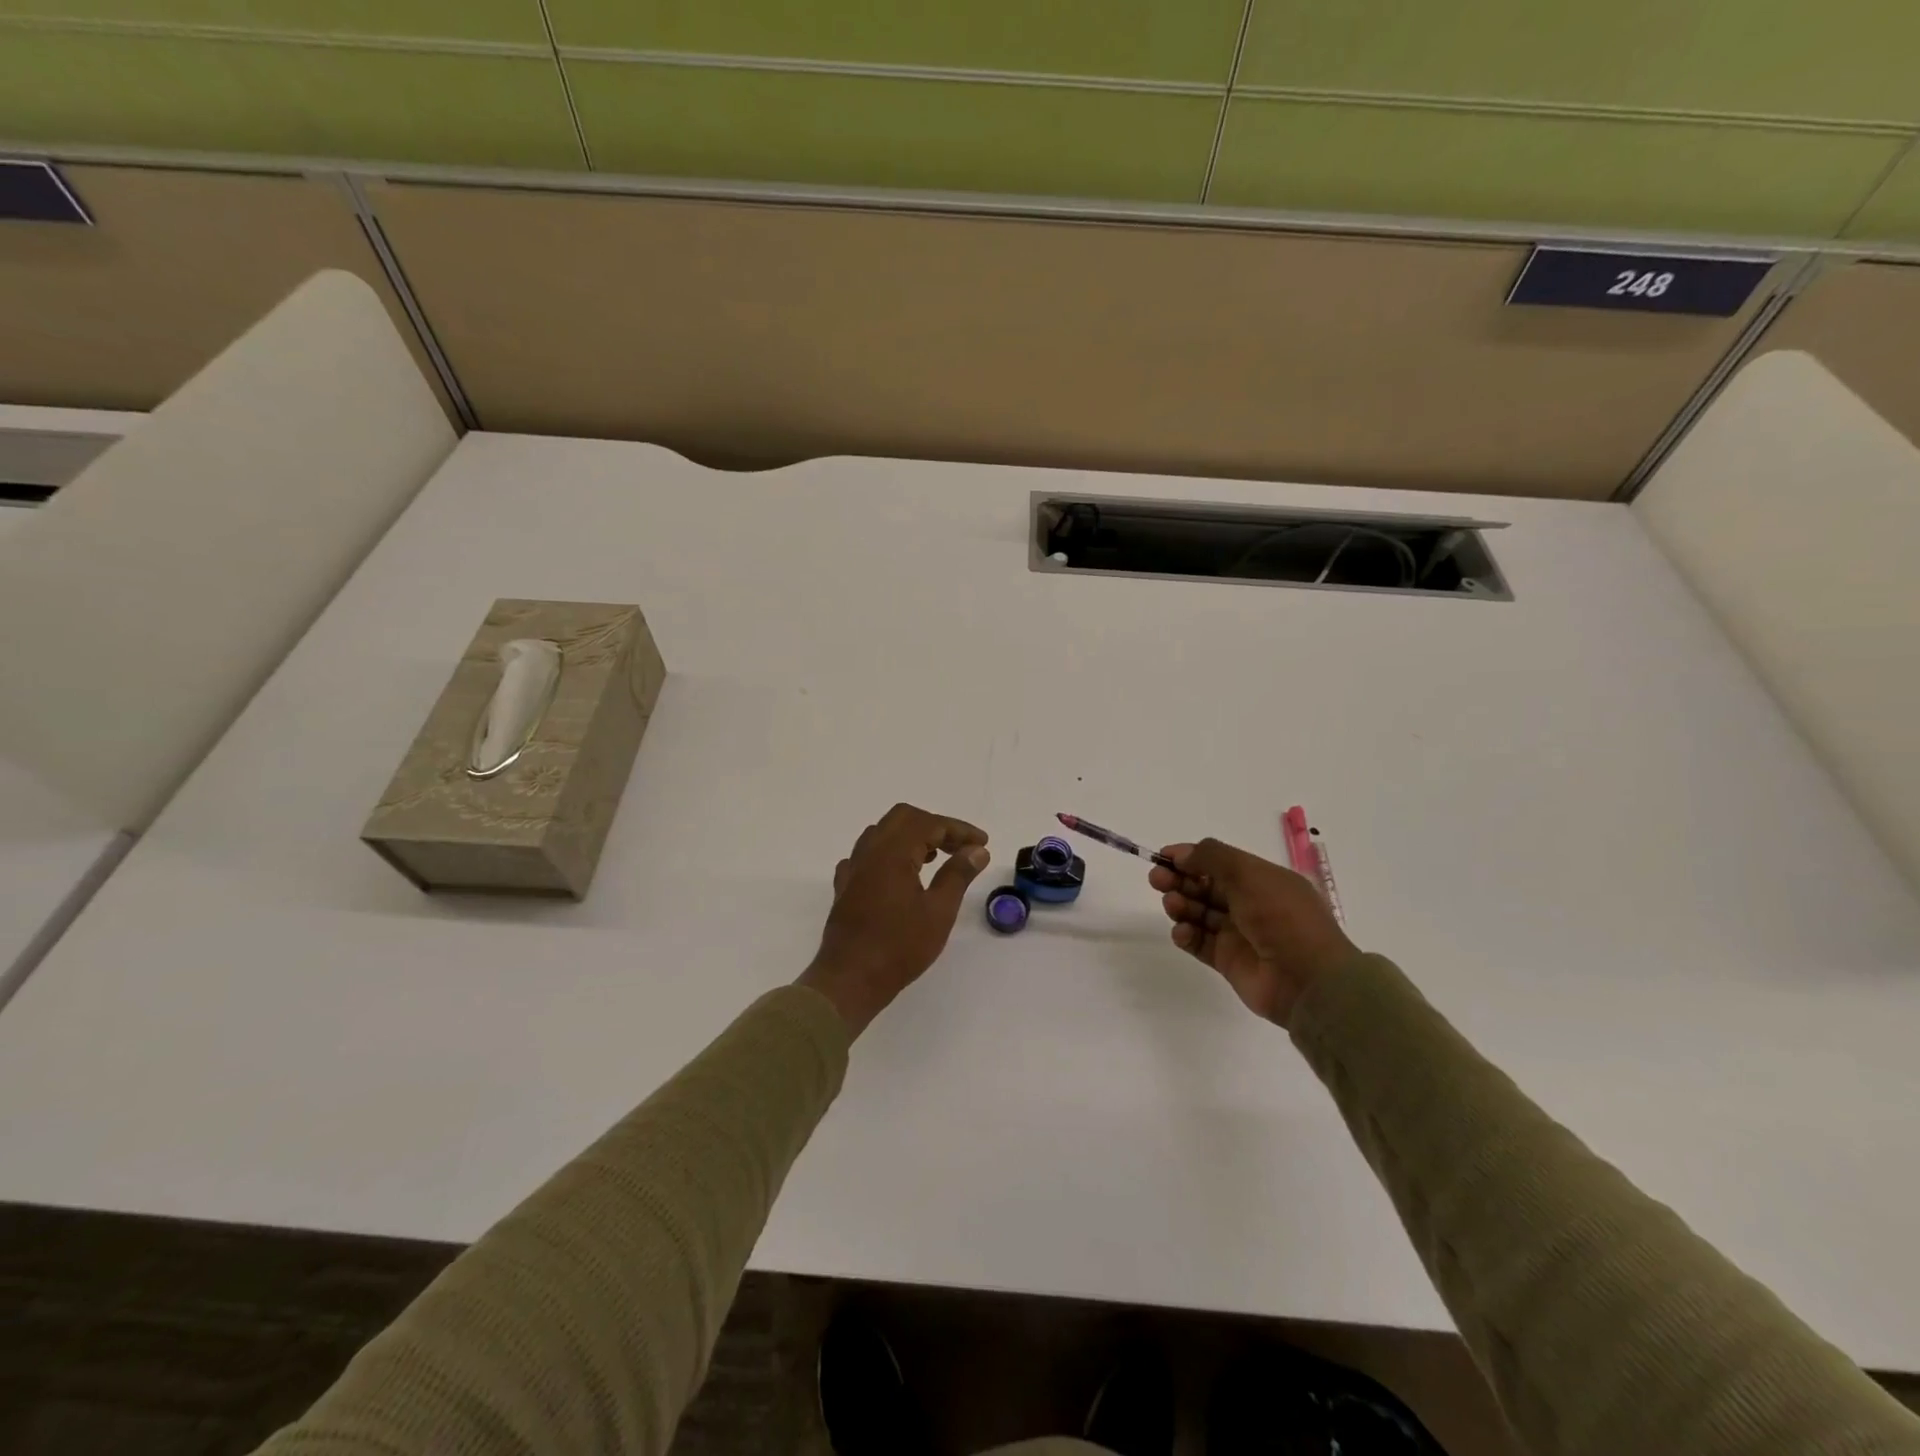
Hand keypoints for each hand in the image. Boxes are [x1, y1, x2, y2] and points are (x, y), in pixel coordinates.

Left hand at [797, 803, 991, 1036]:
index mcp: (893, 852)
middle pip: (903, 818)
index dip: (959, 830)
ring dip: (910, 837)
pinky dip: (888, 855)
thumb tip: (977, 851)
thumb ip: (958, 875)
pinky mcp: (845, 887)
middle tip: (959, 847)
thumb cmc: (899, 947)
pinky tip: (898, 874)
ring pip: (882, 833)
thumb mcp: (939, 912)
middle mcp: (870, 851)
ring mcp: (853, 868)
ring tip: (933, 858)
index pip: (930, 824)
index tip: (982, 843)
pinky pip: (866, 856)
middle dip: (934, 826)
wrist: (850, 979)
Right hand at [1149, 839, 1358, 1026]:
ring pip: (1199, 913)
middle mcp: (1250, 904)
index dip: (1190, 857)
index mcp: (1262, 880)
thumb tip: (1181, 854)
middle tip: (1157, 879)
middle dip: (1179, 880)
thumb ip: (1211, 857)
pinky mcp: (1228, 961)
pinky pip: (1199, 942)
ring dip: (1181, 905)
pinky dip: (1186, 935)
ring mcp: (1238, 934)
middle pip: (1205, 886)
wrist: (1308, 980)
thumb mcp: (1249, 874)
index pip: (1219, 863)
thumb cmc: (1282, 916)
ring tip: (1173, 906)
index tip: (1163, 856)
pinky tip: (1183, 932)